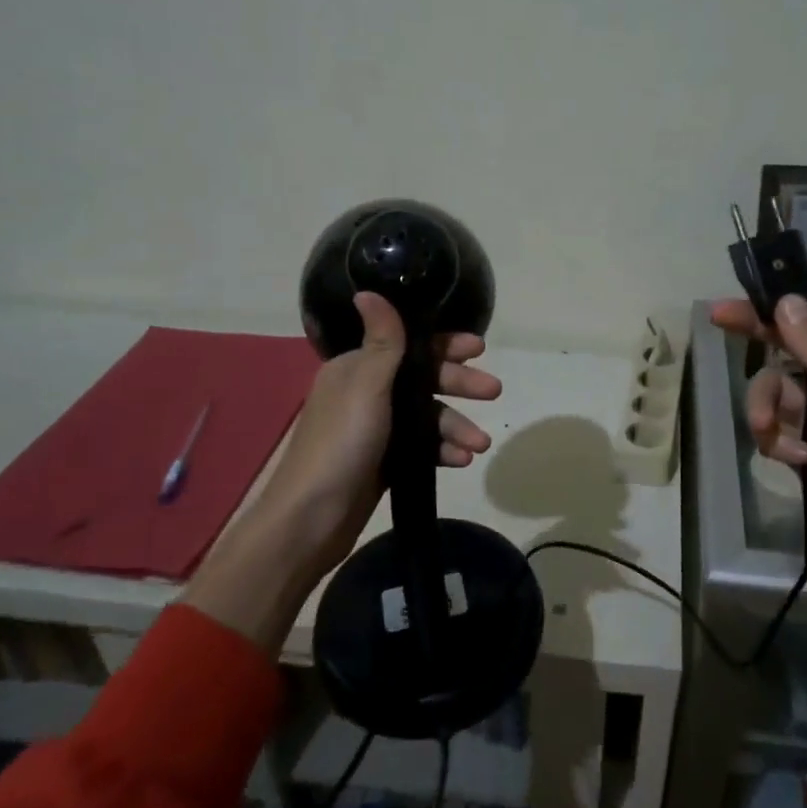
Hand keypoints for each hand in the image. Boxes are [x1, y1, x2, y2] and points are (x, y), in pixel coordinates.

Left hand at [185, 292, 500, 648]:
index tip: (479, 349)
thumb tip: (367, 290)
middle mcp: (367, 393)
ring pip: (427, 417)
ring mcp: (376, 429)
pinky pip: (422, 446)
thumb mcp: (366, 386)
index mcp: (357, 369)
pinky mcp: (384, 460)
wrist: (312, 517)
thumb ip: (382, 342)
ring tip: (480, 445)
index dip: (444, 346)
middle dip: (459, 385)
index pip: (409, 346)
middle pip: (423, 380)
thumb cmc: (341, 443)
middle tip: (494, 391)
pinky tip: (461, 461)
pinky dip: (442, 450)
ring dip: (456, 426)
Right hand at [710, 280, 806, 584]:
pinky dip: (777, 440)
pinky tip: (793, 460)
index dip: (796, 288)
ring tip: (767, 432)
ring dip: (765, 406)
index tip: (755, 278)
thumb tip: (785, 299)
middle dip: (760, 334)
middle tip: (717, 317)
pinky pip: (778, 426)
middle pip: (796, 341)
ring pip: (778, 387)